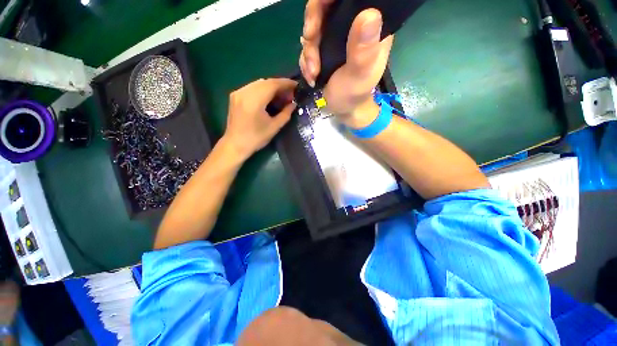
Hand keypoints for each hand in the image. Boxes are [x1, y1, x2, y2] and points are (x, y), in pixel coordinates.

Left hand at [223, 78, 296, 160]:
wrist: (235, 144)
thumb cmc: (256, 138)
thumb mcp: (274, 127)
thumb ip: (285, 114)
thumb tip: (293, 104)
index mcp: (254, 101)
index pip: (272, 84)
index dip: (286, 83)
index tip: (296, 85)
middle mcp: (244, 92)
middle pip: (266, 82)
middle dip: (280, 85)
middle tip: (290, 94)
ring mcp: (238, 93)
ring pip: (259, 83)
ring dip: (272, 87)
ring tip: (281, 96)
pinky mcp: (235, 96)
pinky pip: (252, 87)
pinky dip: (263, 90)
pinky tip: (269, 98)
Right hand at [299, 0, 393, 121]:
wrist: (342, 109)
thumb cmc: (354, 95)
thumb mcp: (359, 76)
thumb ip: (363, 51)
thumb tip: (370, 14)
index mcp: (371, 28)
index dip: (329, 0)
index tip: (316, 21)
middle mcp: (354, 25)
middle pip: (325, 7)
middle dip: (312, 28)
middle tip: (310, 46)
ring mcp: (338, 36)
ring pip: (314, 26)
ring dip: (308, 51)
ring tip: (313, 73)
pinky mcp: (326, 47)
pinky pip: (309, 44)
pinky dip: (306, 59)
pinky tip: (311, 75)